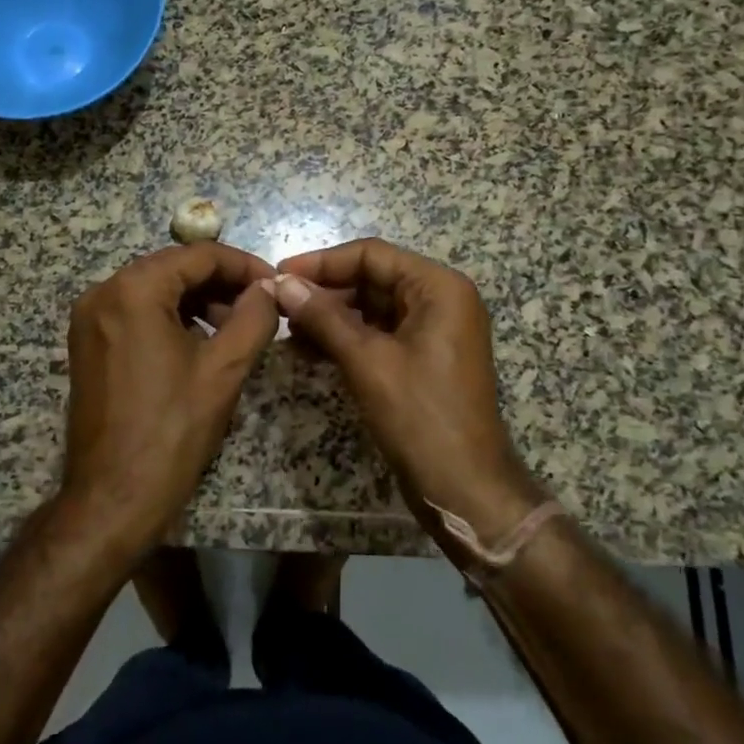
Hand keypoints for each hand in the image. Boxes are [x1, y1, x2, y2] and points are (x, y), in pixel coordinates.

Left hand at [63, 243, 278, 552]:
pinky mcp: (89, 344)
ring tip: (237, 326)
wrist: (112, 498)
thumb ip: (254, 317)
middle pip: (174, 268)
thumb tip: (269, 288)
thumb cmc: (172, 431)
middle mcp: (103, 293)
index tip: (275, 284)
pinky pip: (138, 312)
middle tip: (261, 305)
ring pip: (156, 289)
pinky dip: (173, 317)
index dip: (243, 265)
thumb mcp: (224, 369)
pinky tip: (202, 341)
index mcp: (132, 290)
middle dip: (222, 282)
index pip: (198, 255)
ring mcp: (90, 319)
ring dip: (199, 299)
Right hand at [272, 239, 546, 552]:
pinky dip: (346, 338)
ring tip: (287, 328)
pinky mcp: (423, 358)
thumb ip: (323, 316)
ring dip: (330, 316)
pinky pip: (379, 334)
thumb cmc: (420, 416)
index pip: (372, 255)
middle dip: (325, 291)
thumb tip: (281, 282)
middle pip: (372, 278)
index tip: (280, 273)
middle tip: (278, 304)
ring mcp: (433, 330)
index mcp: (439, 287)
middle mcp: (441, 299)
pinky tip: (308, 349)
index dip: (323, 262)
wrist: (465, 489)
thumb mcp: (367, 361)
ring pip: (372, 307)